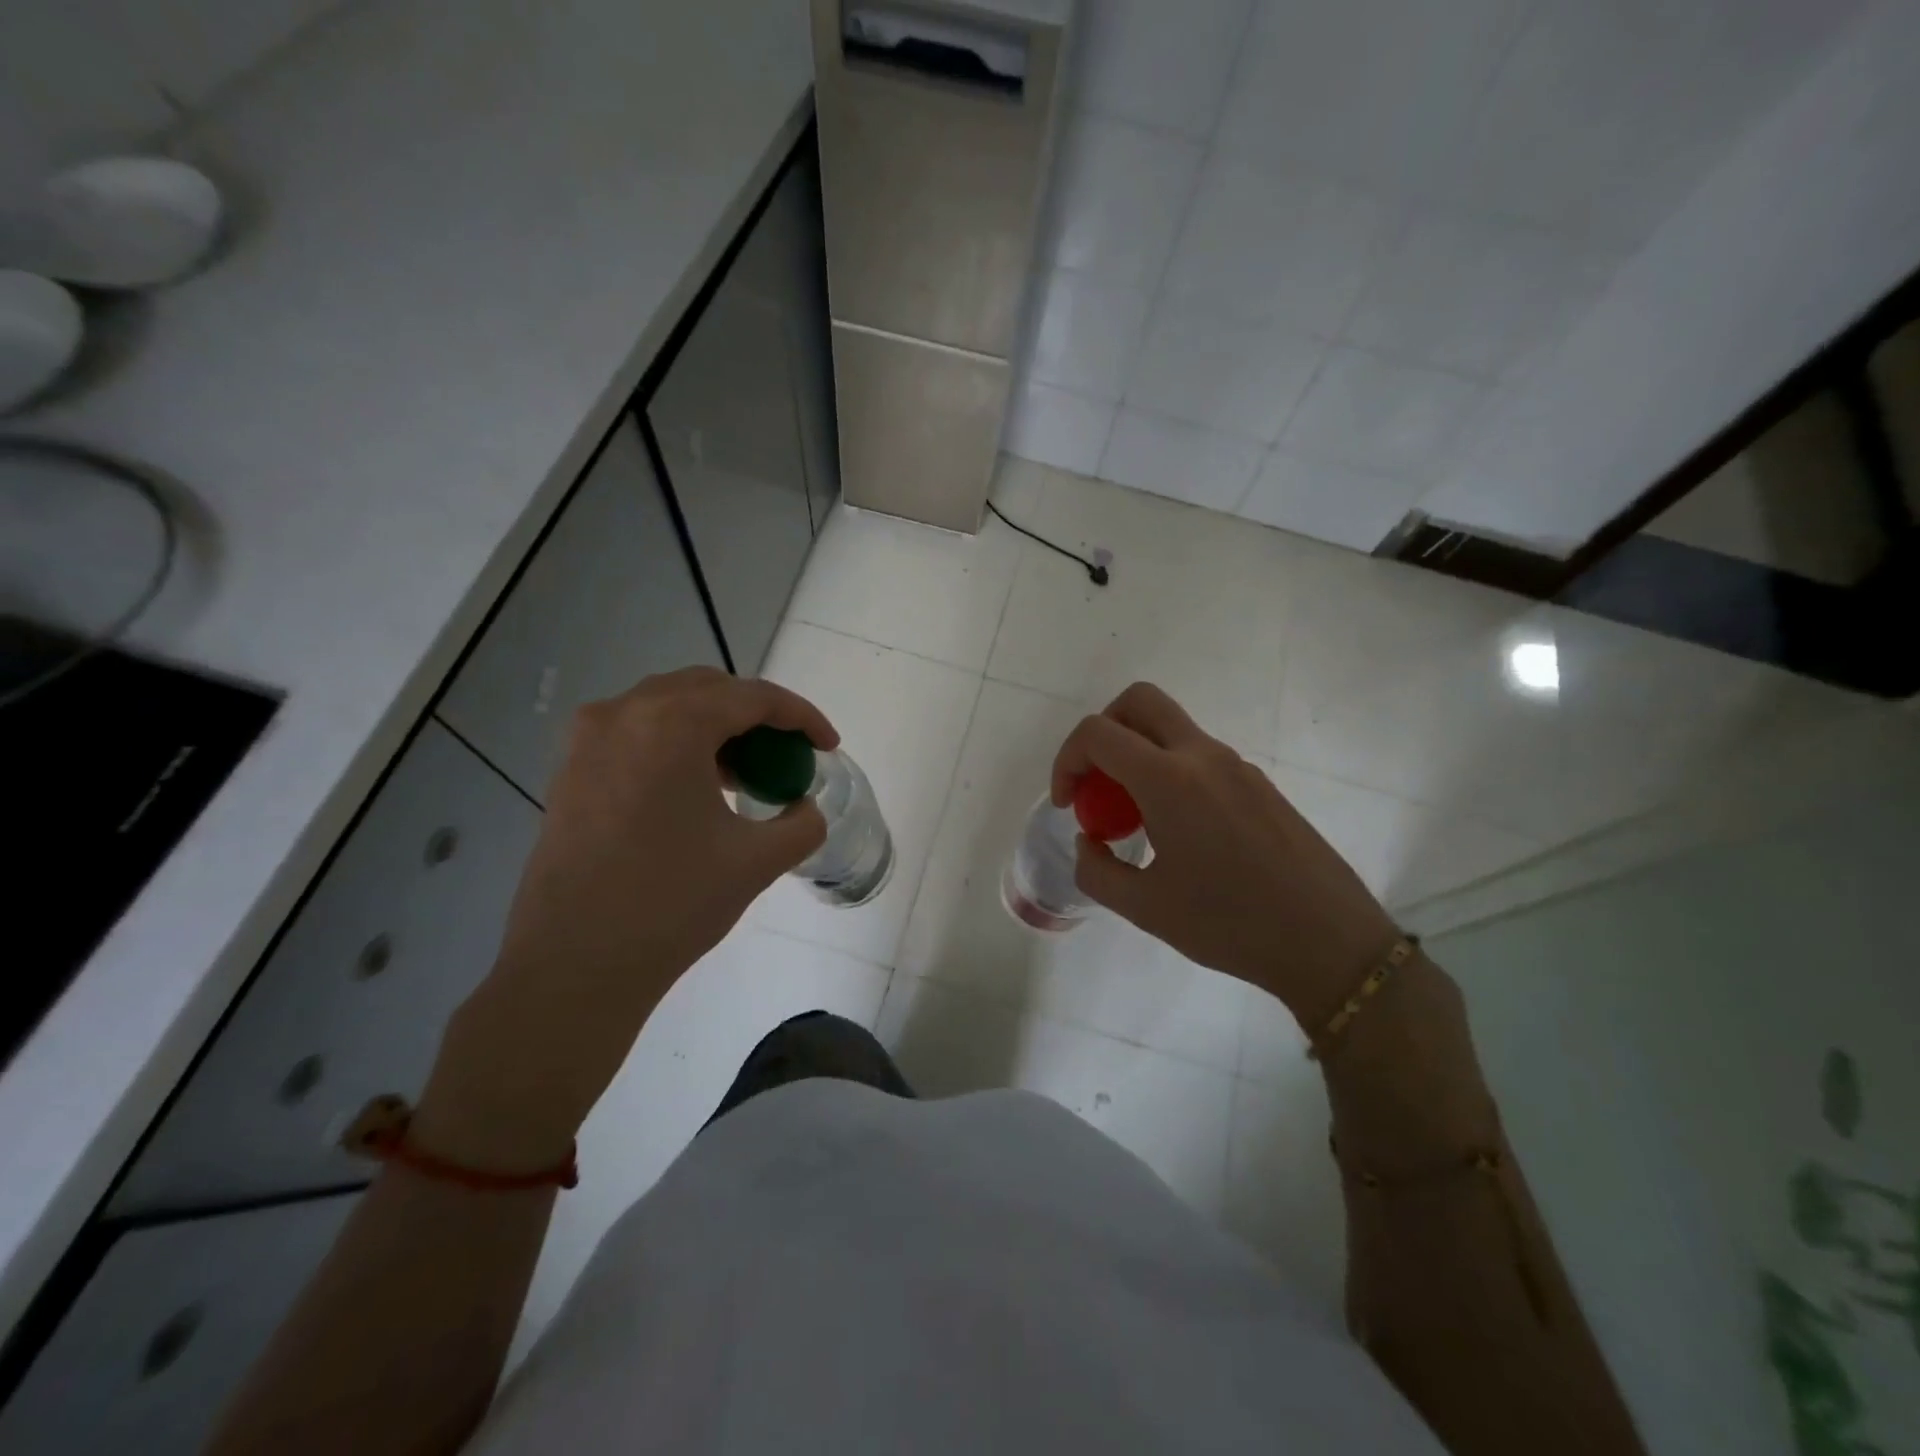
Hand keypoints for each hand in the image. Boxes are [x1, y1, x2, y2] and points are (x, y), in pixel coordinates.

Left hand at [416, 668, 836, 1169]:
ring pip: (667, 708)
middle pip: (707, 690)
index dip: (801, 716)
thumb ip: (802, 824)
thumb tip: (805, 809)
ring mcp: (587, 741)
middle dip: (756, 715)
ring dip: (714, 727)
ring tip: (744, 775)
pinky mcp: (569, 771)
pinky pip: (635, 734)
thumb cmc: (672, 903)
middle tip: (786, 754)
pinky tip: (694, 790)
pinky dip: (675, 745)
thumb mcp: (757, 861)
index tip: (828, 745)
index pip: (753, 697)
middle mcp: (623, 714)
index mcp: (671, 724)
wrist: (574, 967)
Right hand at [1050, 683, 1398, 1028]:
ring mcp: (1238, 766)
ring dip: (1139, 755)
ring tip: (1137, 819)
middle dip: (1102, 731)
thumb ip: (1097, 870)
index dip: (1067, 760)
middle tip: (1097, 782)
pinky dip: (1171, 773)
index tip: (1068, 804)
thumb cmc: (1230, 925)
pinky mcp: (1260, 784)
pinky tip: (1181, 832)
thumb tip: (1088, 841)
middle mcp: (1203, 756)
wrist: (1329, 942)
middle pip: (1139, 702)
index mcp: (1169, 780)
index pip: (1098, 733)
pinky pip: (1200, 757)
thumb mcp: (1145, 908)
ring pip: (1172, 728)